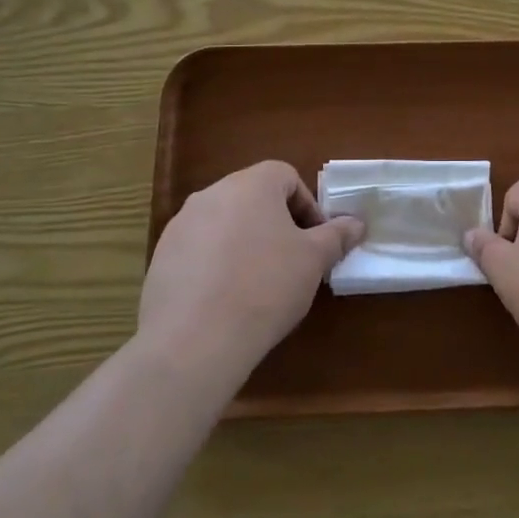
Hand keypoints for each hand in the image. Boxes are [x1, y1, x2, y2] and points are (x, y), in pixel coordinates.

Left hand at [137, 161, 363, 384]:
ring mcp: (181, 225)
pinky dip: (216, 265)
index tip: (315, 242)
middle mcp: (212, 193)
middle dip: (277, 225)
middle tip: (292, 262)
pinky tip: (226, 300)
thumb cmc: (265, 286)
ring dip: (245, 243)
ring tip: (258, 285)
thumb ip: (337, 236)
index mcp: (251, 183)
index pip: (286, 176)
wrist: (194, 340)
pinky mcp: (161, 258)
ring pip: (225, 224)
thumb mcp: (313, 261)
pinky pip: (199, 250)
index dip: (307, 206)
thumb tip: (357, 223)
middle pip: (254, 198)